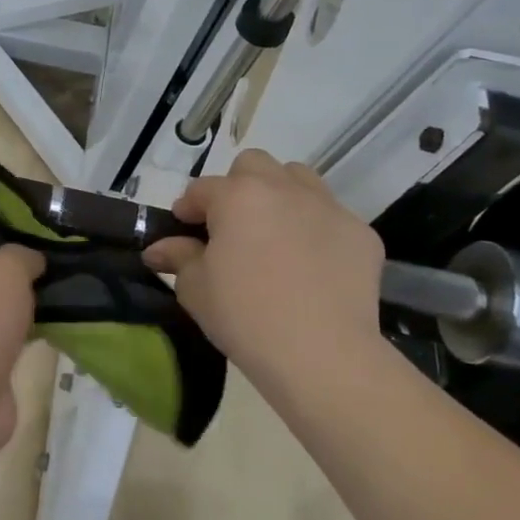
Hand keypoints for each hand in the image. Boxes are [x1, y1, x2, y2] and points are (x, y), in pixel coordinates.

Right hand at [144, 149, 383, 392]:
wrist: (321, 354)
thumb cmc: (244, 315)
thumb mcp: (195, 288)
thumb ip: (177, 257)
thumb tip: (158, 249)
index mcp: (237, 197)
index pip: (202, 188)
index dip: (188, 208)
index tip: (183, 230)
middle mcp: (283, 190)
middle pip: (254, 166)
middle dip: (237, 187)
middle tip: (231, 225)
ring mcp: (328, 208)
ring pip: (298, 178)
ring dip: (280, 195)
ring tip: (273, 233)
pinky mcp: (361, 234)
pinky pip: (332, 216)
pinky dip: (315, 228)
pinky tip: (310, 263)